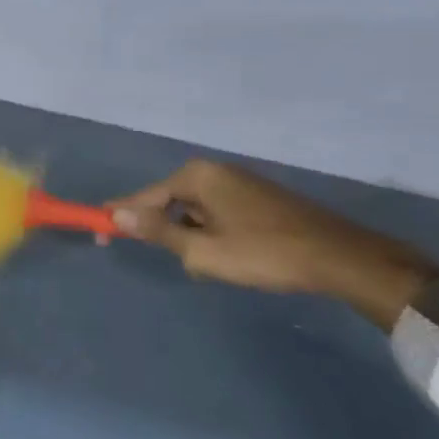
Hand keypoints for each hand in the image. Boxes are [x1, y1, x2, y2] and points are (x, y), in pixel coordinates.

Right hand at [110, 160, 437, 329]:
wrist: (340, 257)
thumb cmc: (264, 253)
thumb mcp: (203, 250)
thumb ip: (157, 232)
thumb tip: (116, 216)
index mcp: (196, 176)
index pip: (143, 197)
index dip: (119, 216)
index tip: (98, 233)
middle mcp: (214, 171)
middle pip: (169, 202)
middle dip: (166, 232)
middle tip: (173, 260)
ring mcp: (239, 182)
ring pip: (195, 212)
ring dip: (194, 238)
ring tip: (214, 266)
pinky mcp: (258, 197)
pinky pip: (217, 214)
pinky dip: (214, 234)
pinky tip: (234, 258)